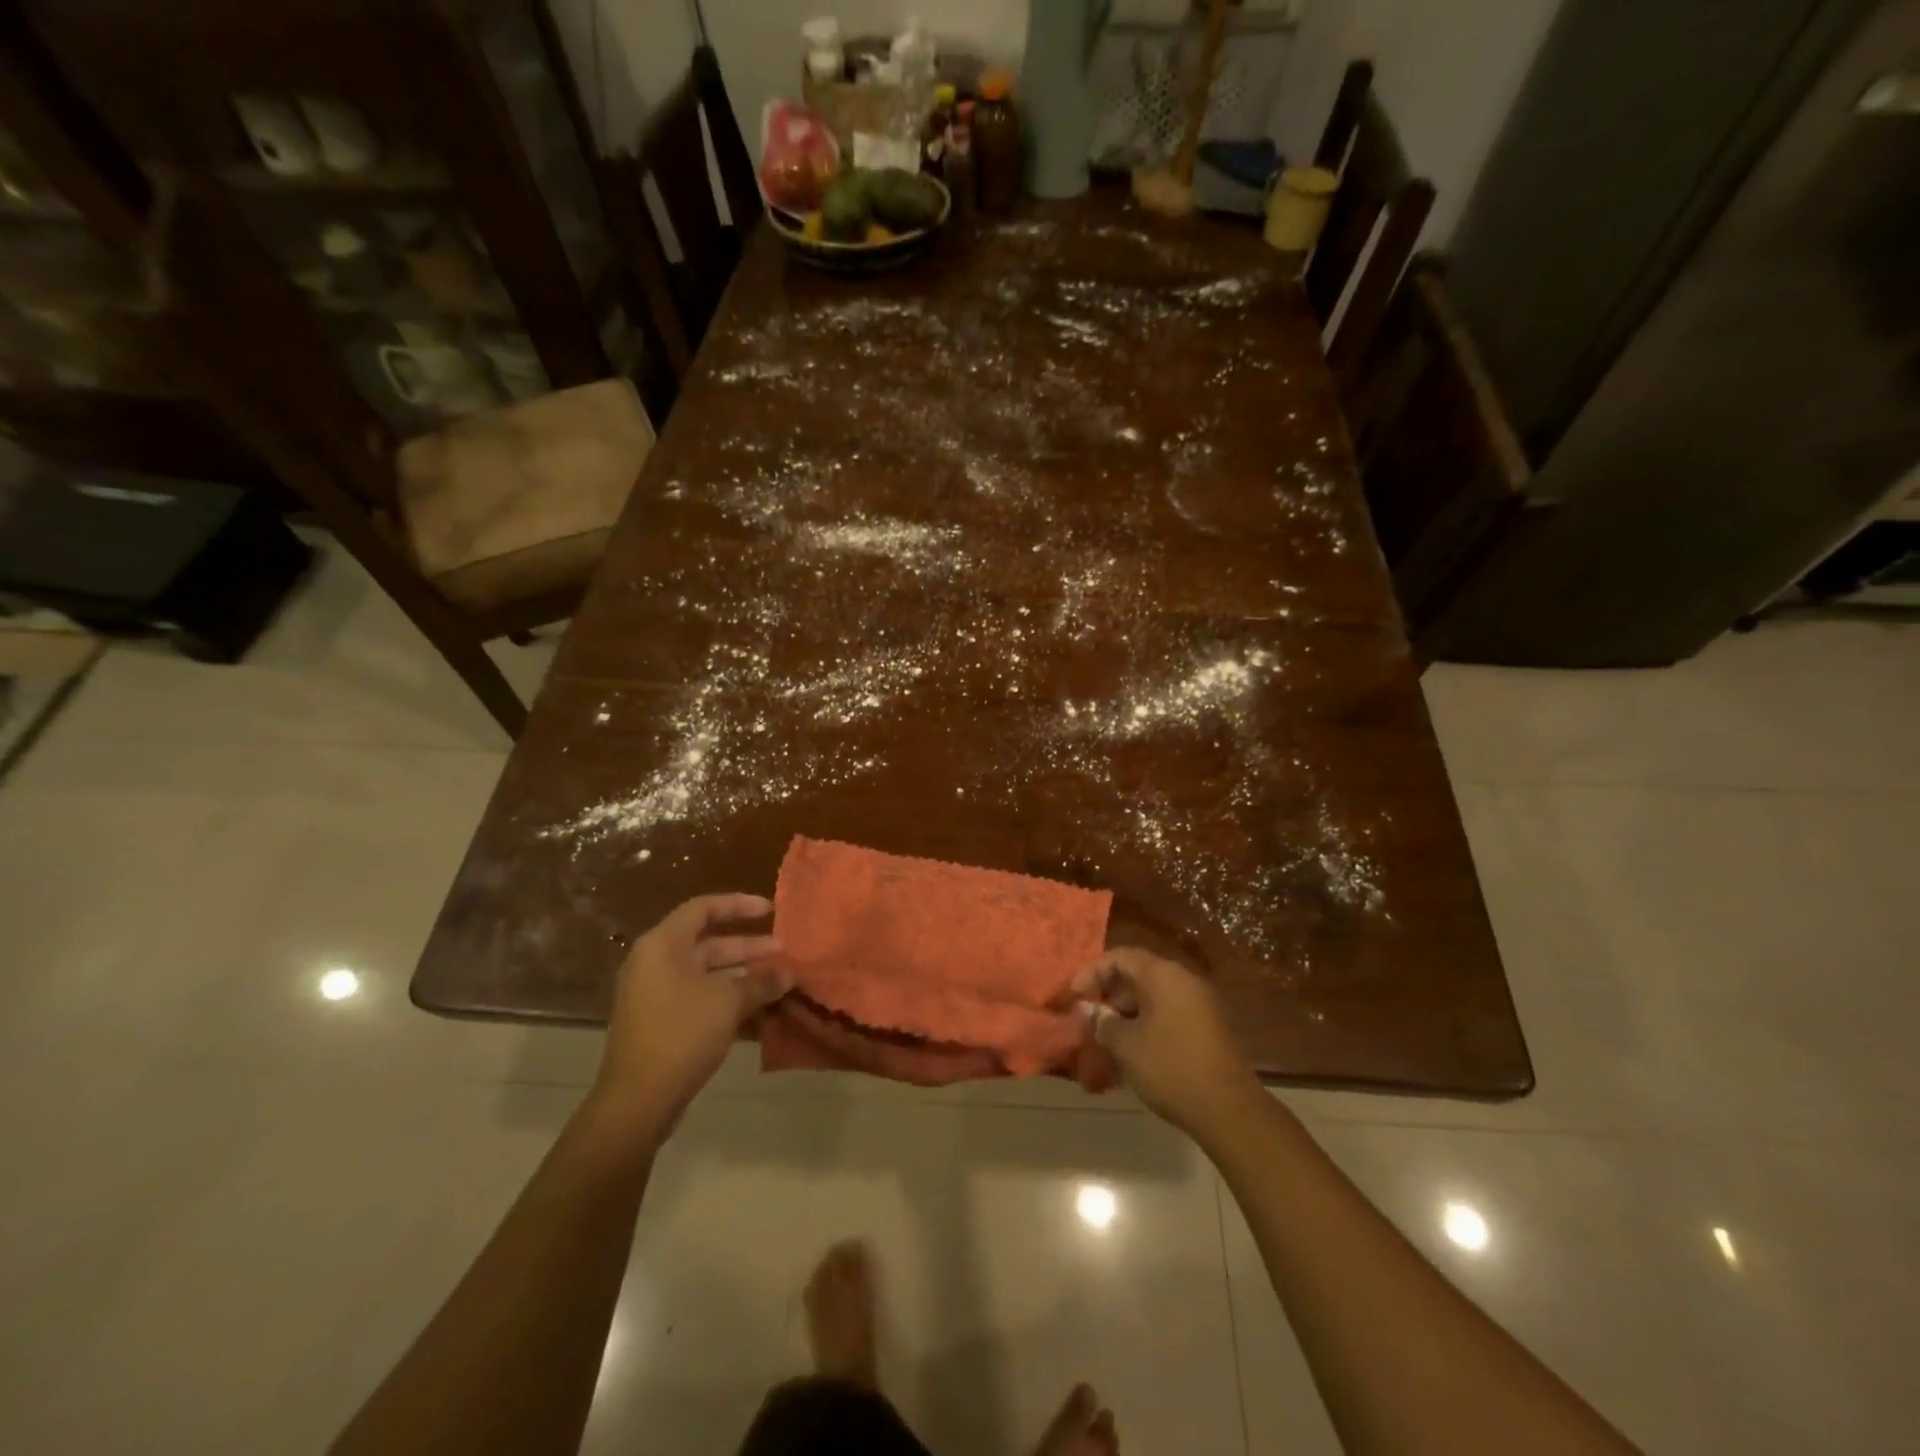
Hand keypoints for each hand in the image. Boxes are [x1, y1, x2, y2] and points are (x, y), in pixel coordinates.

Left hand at [594, 893, 789, 1128]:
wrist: (637, 1100)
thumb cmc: (682, 1033)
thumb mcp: (729, 1002)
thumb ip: (762, 982)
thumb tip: (790, 973)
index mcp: (663, 945)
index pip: (703, 908)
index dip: (739, 905)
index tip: (771, 910)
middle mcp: (656, 963)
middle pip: (708, 944)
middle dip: (749, 948)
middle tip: (784, 952)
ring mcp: (656, 995)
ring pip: (707, 975)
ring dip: (743, 977)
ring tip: (780, 983)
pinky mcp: (661, 1023)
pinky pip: (700, 1000)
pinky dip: (729, 1001)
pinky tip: (762, 1014)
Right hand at [1072, 947, 1259, 1136]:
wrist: (1229, 1110)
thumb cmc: (1170, 1067)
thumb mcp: (1126, 1045)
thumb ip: (1103, 1022)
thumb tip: (1091, 1010)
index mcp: (1163, 975)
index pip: (1120, 957)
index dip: (1092, 972)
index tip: (1074, 996)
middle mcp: (1183, 981)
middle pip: (1138, 975)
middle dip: (1109, 995)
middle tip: (1088, 1019)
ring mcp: (1199, 1005)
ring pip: (1153, 998)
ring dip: (1126, 1014)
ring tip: (1105, 1040)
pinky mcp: (1207, 1029)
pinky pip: (1168, 1015)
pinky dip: (1146, 1025)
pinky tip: (1132, 1053)